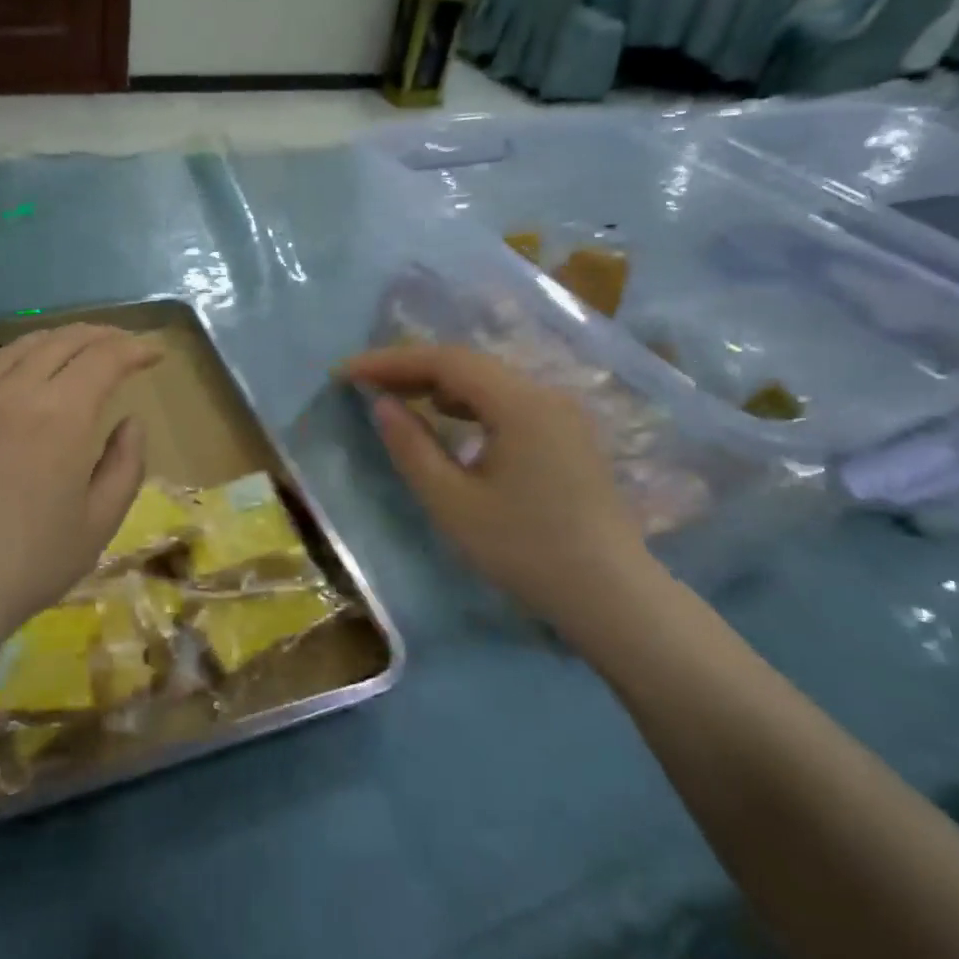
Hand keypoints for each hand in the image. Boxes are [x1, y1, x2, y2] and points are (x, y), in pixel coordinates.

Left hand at [0, 325, 160, 660]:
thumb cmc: (31, 563)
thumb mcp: (100, 522)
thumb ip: (125, 464)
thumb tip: (130, 422)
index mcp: (61, 415)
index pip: (104, 359)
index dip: (135, 349)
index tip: (156, 353)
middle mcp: (18, 393)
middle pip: (64, 341)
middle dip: (102, 335)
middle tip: (126, 345)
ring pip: (24, 345)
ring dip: (62, 338)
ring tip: (83, 347)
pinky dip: (24, 354)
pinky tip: (31, 372)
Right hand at [342, 345, 663, 633]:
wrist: (613, 597)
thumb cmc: (526, 551)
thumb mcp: (453, 503)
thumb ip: (412, 447)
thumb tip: (382, 404)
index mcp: (520, 405)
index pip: (445, 361)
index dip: (390, 361)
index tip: (345, 372)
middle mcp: (544, 395)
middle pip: (467, 364)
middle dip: (410, 368)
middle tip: (362, 381)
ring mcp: (560, 413)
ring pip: (487, 380)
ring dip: (437, 382)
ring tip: (395, 395)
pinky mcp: (566, 433)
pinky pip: (506, 399)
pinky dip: (466, 400)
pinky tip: (446, 417)